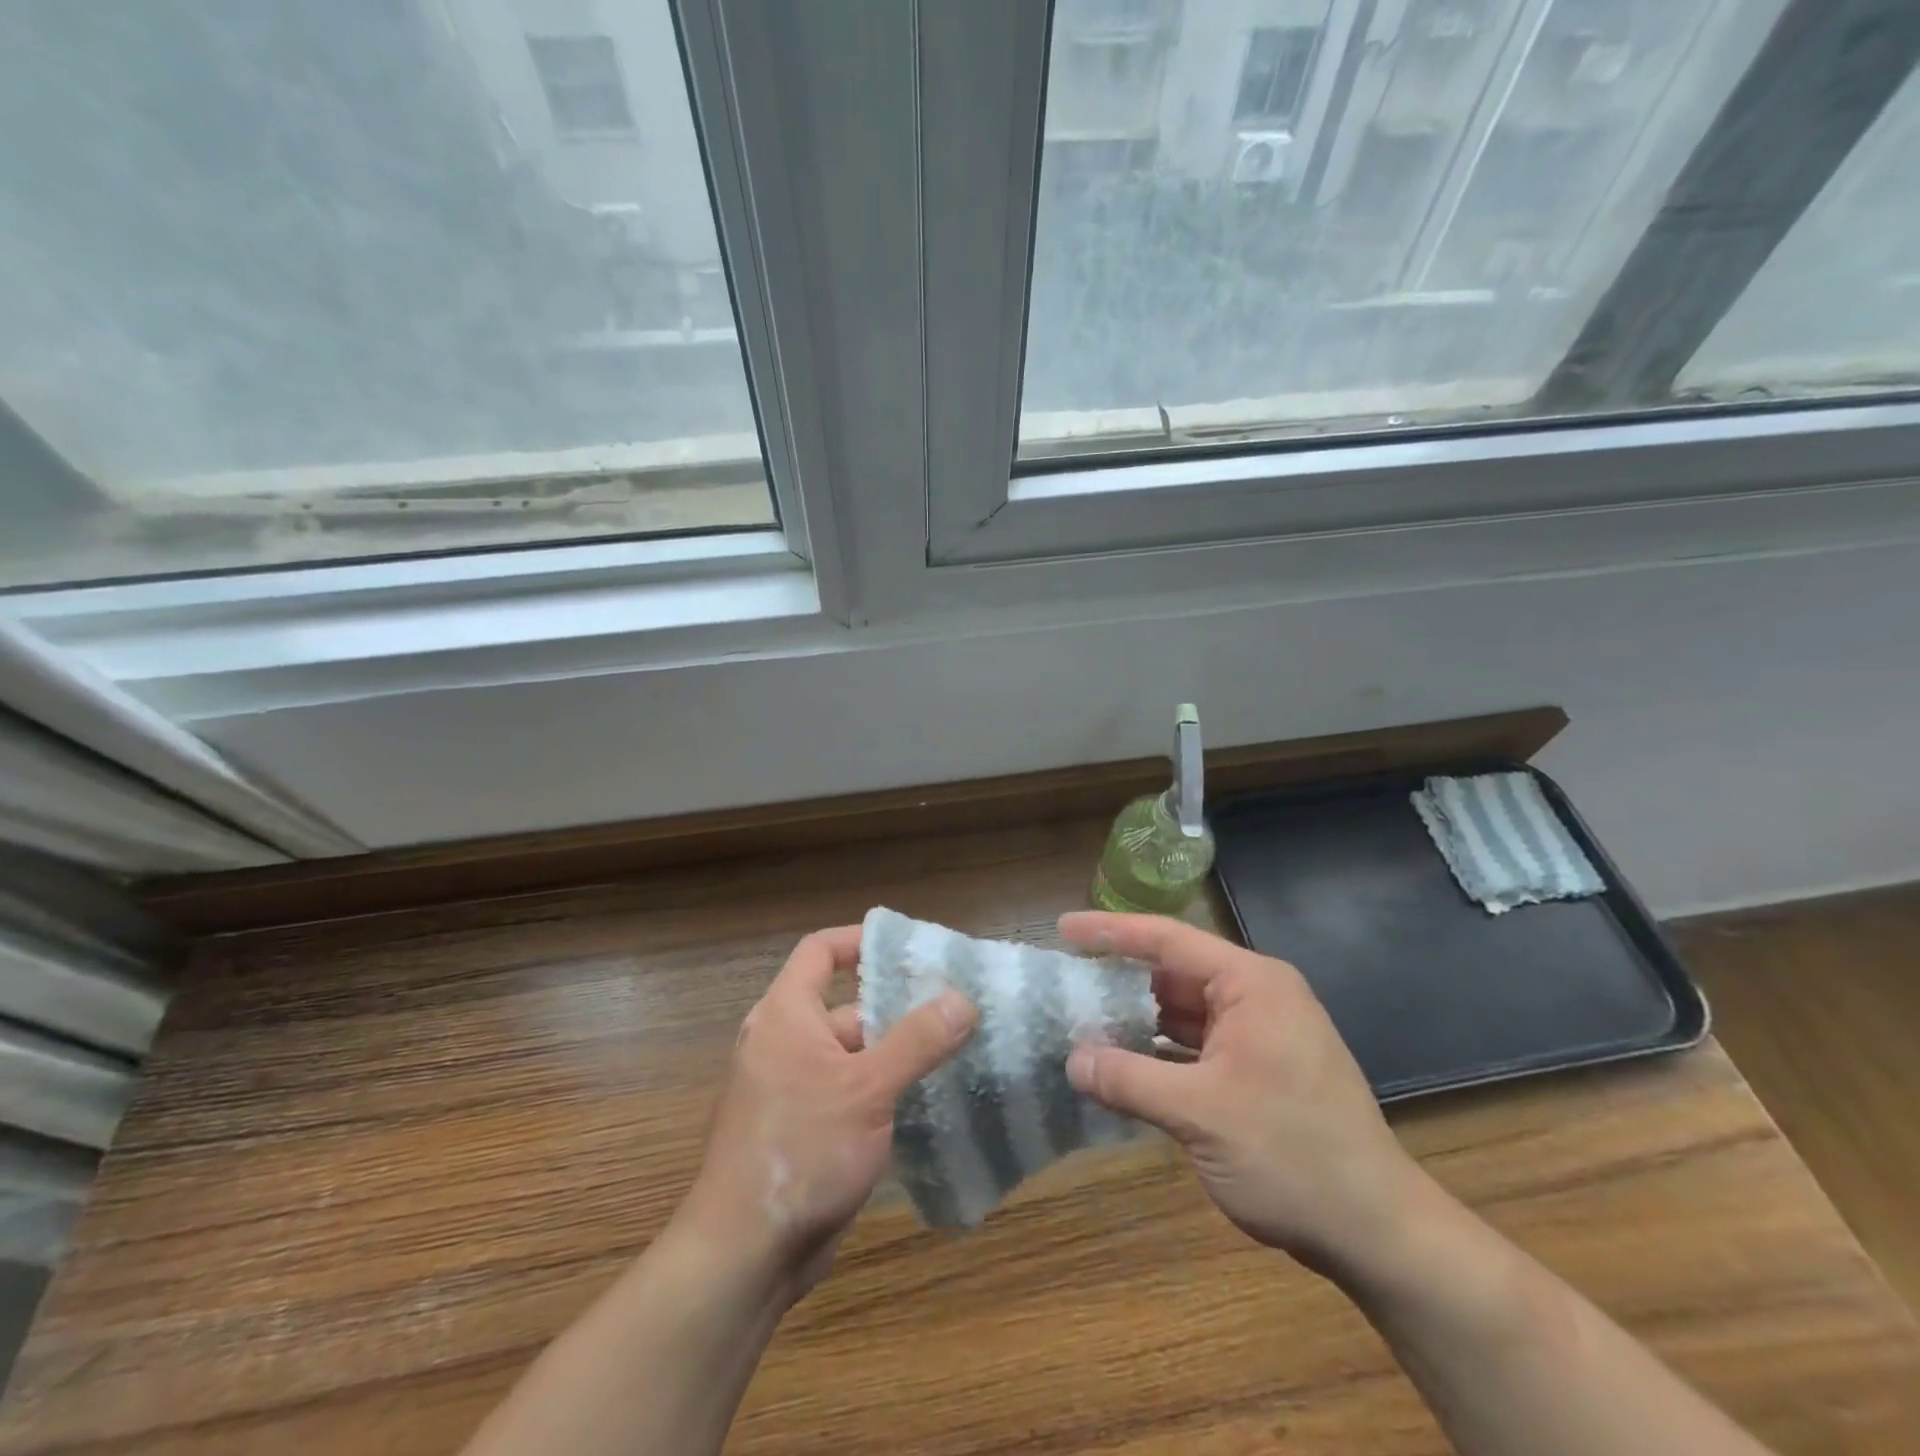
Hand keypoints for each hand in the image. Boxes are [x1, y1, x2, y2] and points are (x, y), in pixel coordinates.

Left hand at [676, 925, 977, 1300]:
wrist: (744, 1255)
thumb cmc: (801, 1150)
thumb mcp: (867, 1089)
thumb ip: (917, 1041)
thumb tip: (962, 998)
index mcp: (786, 1014)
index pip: (821, 951)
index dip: (861, 941)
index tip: (909, 949)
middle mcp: (785, 1042)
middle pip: (847, 1005)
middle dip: (897, 1007)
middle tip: (955, 1007)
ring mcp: (794, 1088)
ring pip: (855, 1054)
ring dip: (898, 1054)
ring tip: (956, 1052)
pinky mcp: (806, 1128)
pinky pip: (851, 1091)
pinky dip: (885, 1090)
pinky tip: (930, 1101)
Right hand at [1059, 912, 1423, 1275]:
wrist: (1377, 1232)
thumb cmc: (1291, 1155)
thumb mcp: (1198, 1114)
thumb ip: (1128, 1079)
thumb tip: (1072, 1060)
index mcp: (1250, 984)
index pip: (1168, 939)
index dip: (1111, 931)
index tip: (1063, 928)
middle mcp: (1258, 996)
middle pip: (1175, 971)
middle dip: (1121, 978)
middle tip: (1068, 980)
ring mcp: (1262, 1033)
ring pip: (1185, 1010)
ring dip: (1139, 1018)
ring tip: (1085, 1021)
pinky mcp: (1261, 1069)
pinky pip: (1199, 1043)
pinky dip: (1162, 1049)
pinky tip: (1127, 1063)